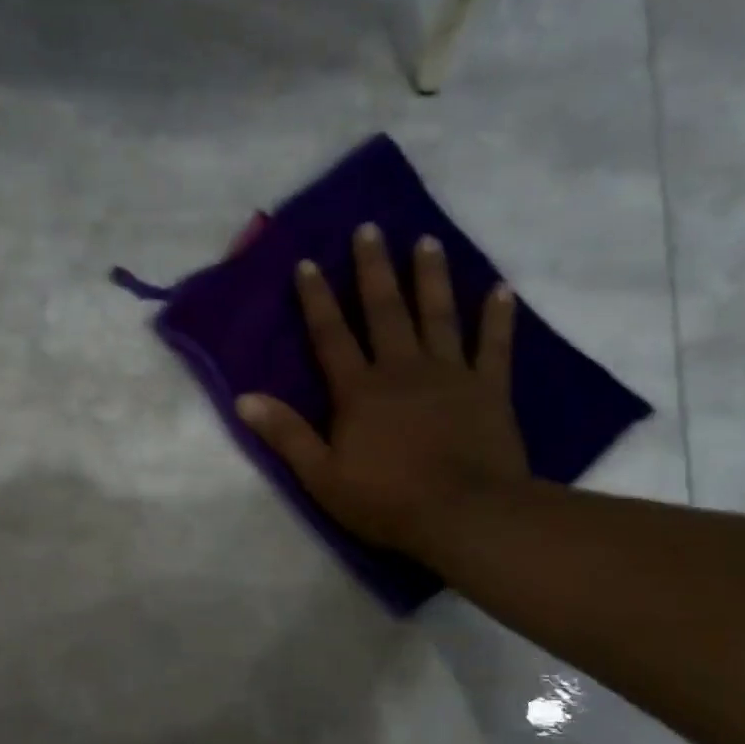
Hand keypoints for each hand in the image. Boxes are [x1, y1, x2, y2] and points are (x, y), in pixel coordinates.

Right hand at [236, 222, 529, 564]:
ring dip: (431, 278)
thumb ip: (285, 434)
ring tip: (427, 241)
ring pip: (438, 316)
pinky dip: (498, 317)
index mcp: (359, 390)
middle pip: (385, 311)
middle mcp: (402, 369)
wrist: (465, 515)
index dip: (317, 300)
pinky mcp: (489, 389)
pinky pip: (494, 346)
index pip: (331, 336)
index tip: (308, 262)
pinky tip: (501, 289)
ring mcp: (450, 375)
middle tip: (371, 228)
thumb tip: (243, 398)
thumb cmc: (386, 500)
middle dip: (374, 269)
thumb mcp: (321, 475)